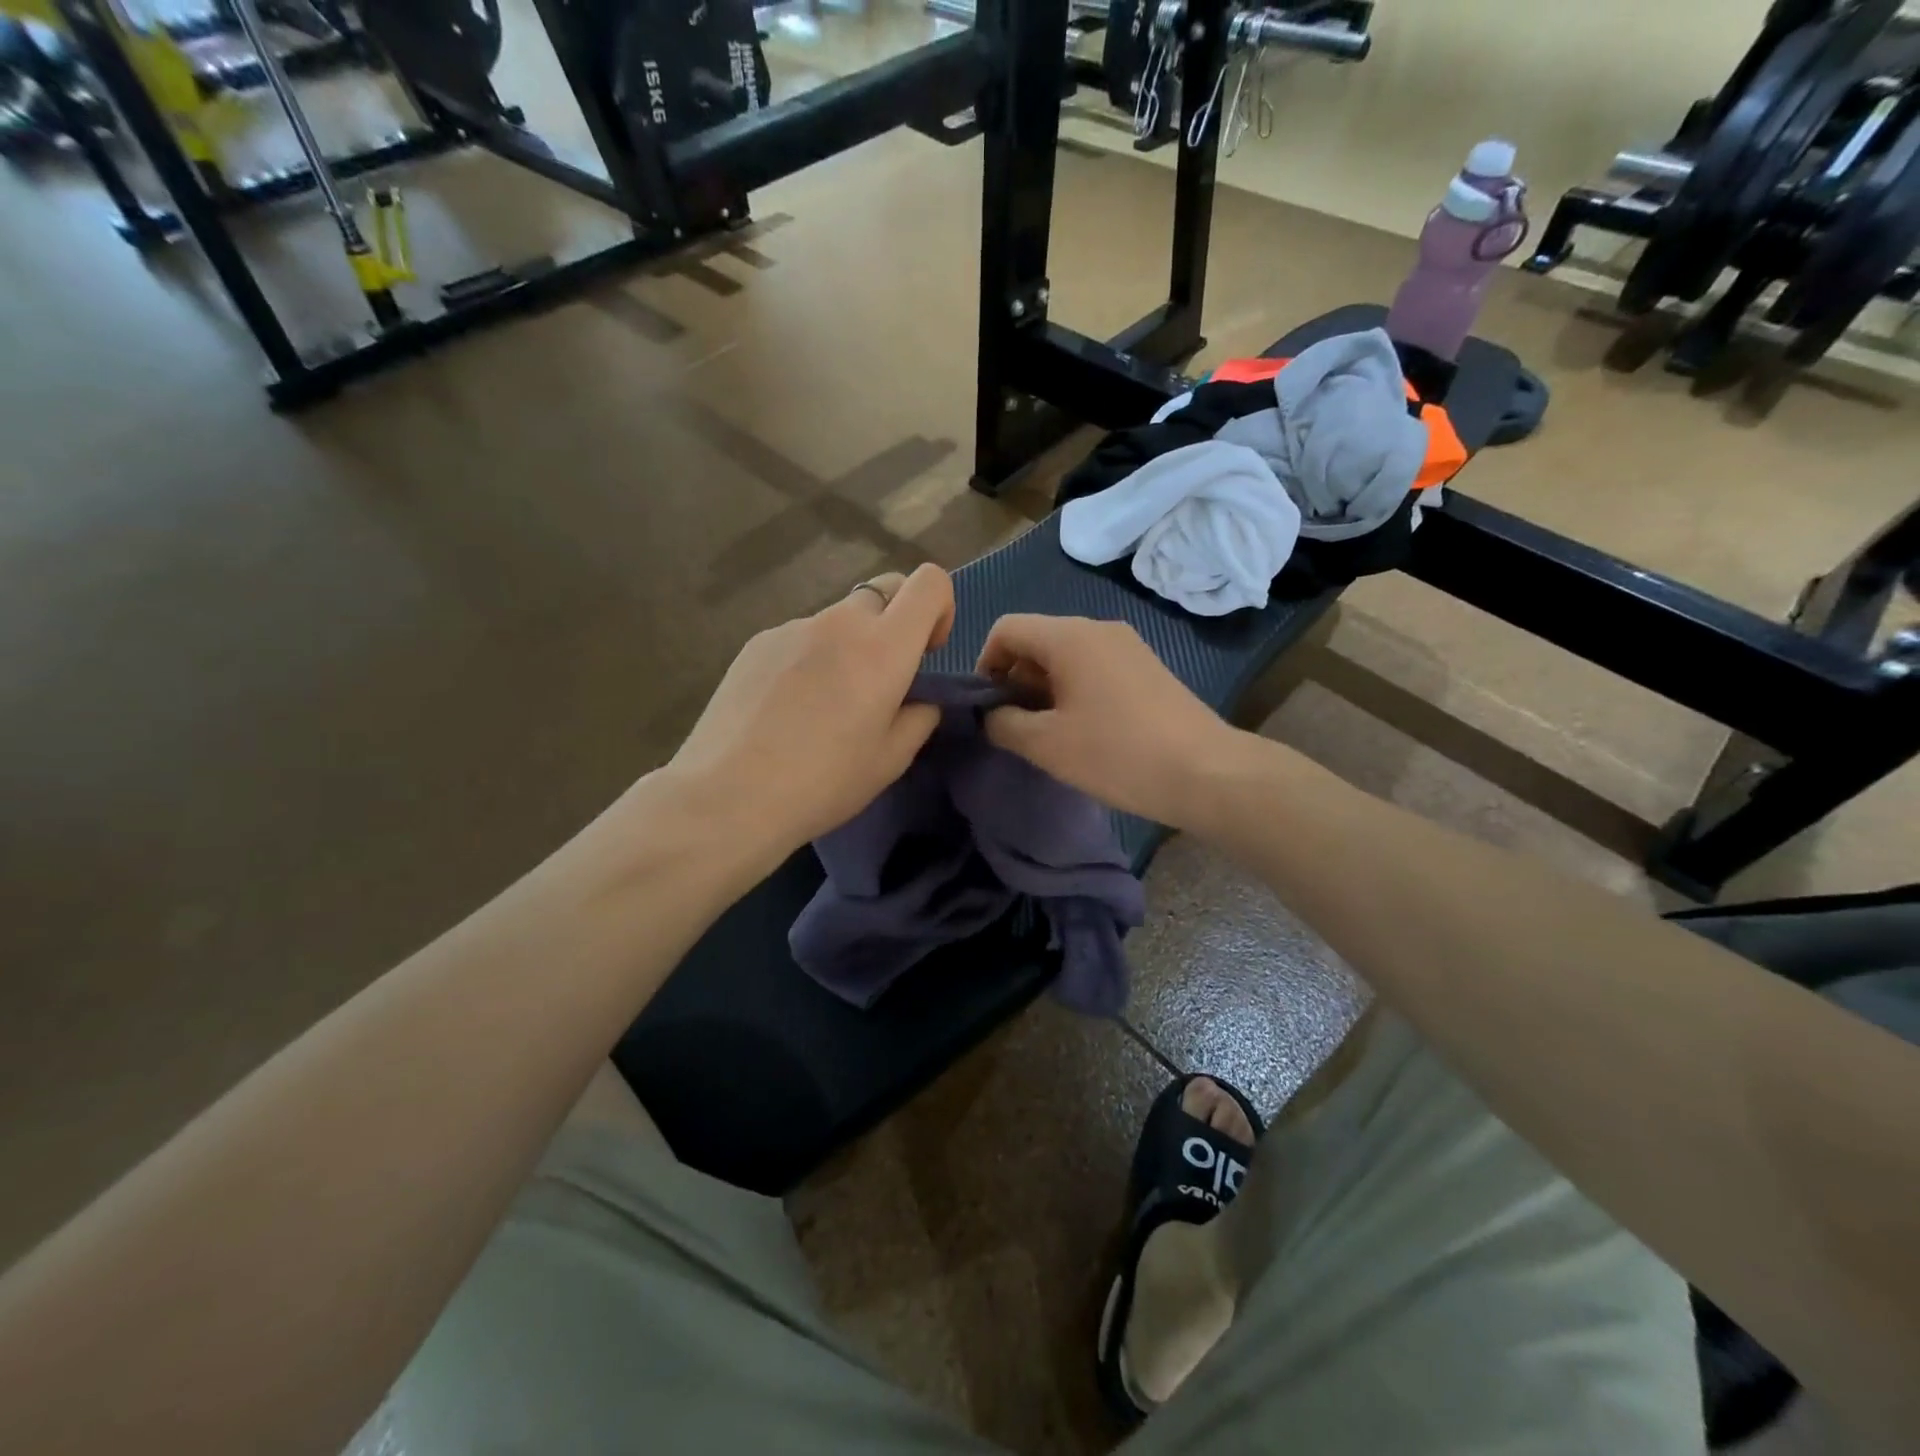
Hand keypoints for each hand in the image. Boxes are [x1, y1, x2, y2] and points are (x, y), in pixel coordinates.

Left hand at [668, 565, 954, 858]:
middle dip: (895, 624)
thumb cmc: (823, 782)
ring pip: (838, 619)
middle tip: (879, 680)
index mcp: (883, 647)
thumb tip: (920, 699)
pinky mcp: (756, 643)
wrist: (728, 795)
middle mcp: (839, 622)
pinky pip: (800, 637)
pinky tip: (786, 708)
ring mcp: (792, 627)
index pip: (929, 582)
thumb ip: (919, 717)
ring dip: (849, 645)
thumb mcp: (891, 760)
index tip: (927, 651)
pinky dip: (809, 658)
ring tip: (825, 704)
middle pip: (883, 591)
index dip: (940, 607)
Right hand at [975, 614, 1235, 828]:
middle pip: (1036, 641)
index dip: (985, 664)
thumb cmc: (1117, 754)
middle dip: (1015, 680)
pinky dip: (1074, 691)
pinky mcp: (1146, 668)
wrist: (1207, 773)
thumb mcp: (1047, 745)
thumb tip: (990, 714)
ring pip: (1066, 656)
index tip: (987, 708)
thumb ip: (1003, 724)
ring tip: (1049, 735)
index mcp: (1069, 637)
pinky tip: (1084, 732)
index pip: (1006, 629)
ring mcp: (1127, 646)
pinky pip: (1094, 668)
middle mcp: (1098, 629)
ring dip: (1044, 689)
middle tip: (1016, 728)